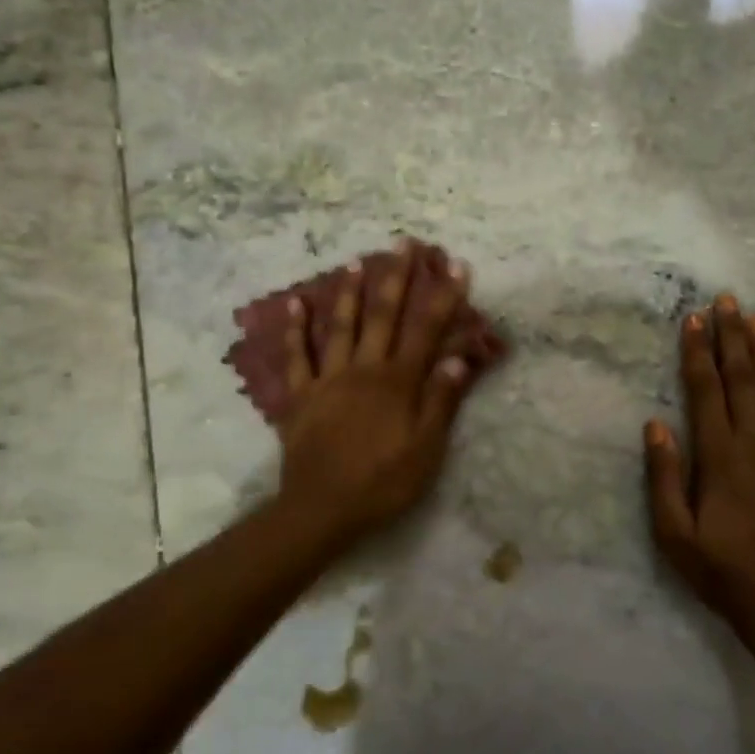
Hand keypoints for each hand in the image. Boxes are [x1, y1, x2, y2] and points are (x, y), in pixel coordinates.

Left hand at [274, 241, 479, 546]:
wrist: (321, 509)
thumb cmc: (382, 482)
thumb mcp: (425, 450)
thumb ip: (441, 401)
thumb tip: (460, 357)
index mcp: (398, 382)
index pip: (426, 331)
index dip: (443, 297)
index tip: (455, 265)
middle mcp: (364, 369)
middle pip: (383, 316)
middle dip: (396, 278)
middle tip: (403, 243)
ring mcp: (328, 379)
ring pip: (340, 326)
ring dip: (349, 291)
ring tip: (356, 260)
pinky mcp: (300, 395)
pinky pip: (296, 356)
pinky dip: (294, 329)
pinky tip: (294, 302)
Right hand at [644, 295, 754, 632]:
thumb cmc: (724, 573)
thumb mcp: (674, 534)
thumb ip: (663, 476)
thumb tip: (656, 423)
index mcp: (720, 456)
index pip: (705, 389)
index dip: (697, 351)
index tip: (692, 318)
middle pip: (742, 378)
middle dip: (731, 336)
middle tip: (726, 300)